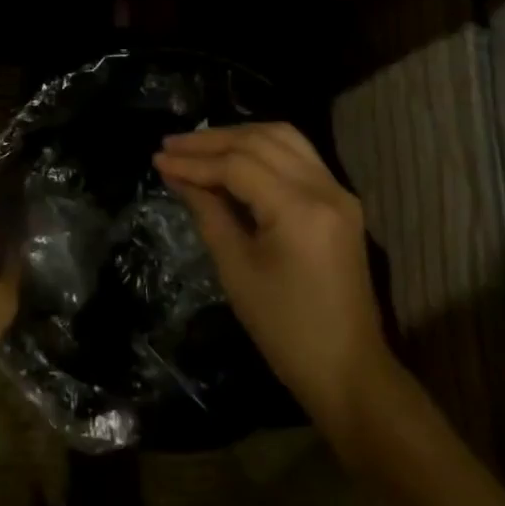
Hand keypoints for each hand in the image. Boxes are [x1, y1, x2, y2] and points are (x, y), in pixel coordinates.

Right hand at [154, 123, 394, 451]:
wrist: (347, 369)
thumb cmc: (284, 328)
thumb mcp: (236, 269)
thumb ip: (207, 212)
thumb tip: (177, 175)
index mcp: (299, 210)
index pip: (238, 165)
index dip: (194, 160)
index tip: (157, 159)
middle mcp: (325, 189)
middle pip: (262, 141)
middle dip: (212, 140)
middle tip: (171, 144)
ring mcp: (338, 193)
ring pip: (284, 138)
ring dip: (239, 136)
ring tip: (198, 146)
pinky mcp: (340, 202)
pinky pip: (298, 156)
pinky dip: (262, 149)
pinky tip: (232, 158)